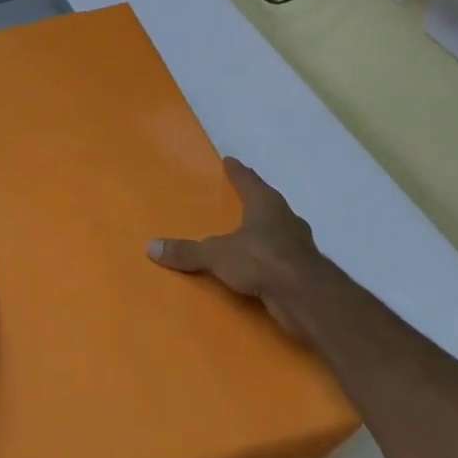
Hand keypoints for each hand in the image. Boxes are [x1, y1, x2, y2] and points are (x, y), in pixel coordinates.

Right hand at [149, 158, 330, 339]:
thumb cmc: (262, 260)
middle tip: (238, 198)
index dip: (238, 171)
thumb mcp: (216, 254)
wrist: (306, 297)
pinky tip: (259, 267)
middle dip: (254, 200)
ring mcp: (298, 244)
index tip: (230, 160)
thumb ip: (187, 251)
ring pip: (277, 230)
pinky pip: (280, 257)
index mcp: (266, 203)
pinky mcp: (303, 269)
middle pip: (267, 203)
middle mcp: (285, 218)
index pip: (248, 180)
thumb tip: (151, 246)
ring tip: (246, 234)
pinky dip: (268, 258)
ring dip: (264, 230)